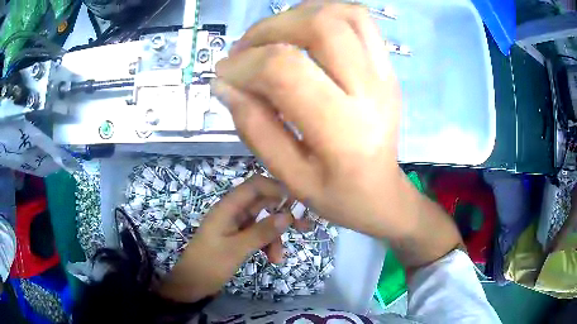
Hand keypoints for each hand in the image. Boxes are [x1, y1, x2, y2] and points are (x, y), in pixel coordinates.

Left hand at [158, 175, 292, 301]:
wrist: (192, 283)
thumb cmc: (210, 264)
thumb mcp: (237, 249)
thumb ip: (262, 231)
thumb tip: (288, 216)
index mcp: (228, 207)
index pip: (255, 185)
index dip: (276, 188)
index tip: (297, 202)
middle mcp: (233, 212)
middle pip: (263, 204)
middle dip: (282, 215)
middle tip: (304, 226)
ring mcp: (236, 225)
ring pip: (263, 222)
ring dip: (275, 237)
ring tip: (278, 258)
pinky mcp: (238, 238)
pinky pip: (258, 235)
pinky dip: (267, 244)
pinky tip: (271, 259)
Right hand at [214, 2, 405, 237]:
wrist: (382, 193)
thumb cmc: (337, 195)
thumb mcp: (289, 176)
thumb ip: (254, 127)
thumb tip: (224, 84)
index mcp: (344, 131)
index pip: (286, 70)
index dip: (245, 65)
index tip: (224, 74)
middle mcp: (371, 91)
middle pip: (320, 26)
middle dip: (269, 29)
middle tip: (244, 50)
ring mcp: (384, 74)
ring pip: (343, 14)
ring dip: (296, 15)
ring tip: (270, 38)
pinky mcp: (387, 67)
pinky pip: (359, 19)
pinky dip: (323, 13)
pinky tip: (301, 32)